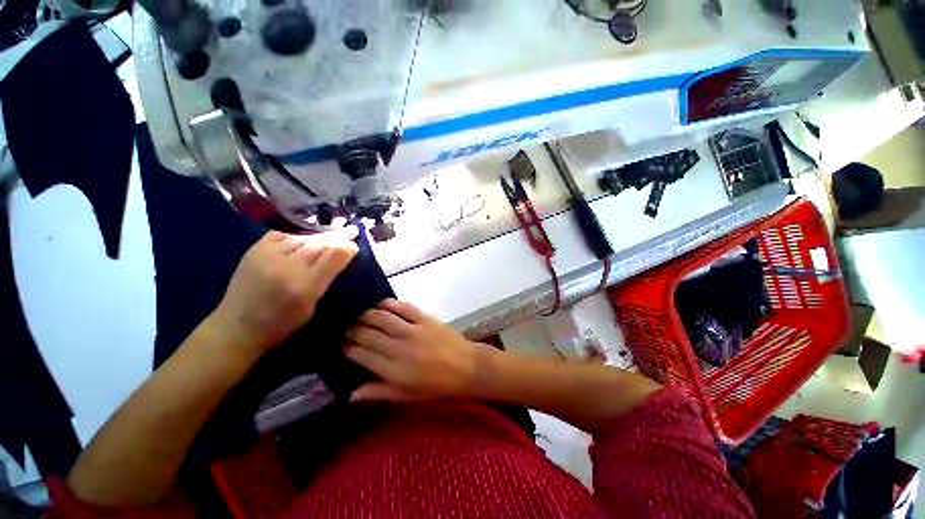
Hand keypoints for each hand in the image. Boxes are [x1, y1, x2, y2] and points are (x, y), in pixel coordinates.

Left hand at [209, 227, 358, 361]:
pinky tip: (304, 238)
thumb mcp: (312, 305)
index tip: (356, 243)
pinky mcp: (255, 250)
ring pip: (302, 238)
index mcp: (304, 286)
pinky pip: (282, 235)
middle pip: (319, 243)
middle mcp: (287, 266)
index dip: (346, 246)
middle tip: (351, 230)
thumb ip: (328, 277)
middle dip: (337, 236)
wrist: (237, 327)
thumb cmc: (281, 322)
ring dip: (319, 235)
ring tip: (332, 233)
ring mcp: (268, 255)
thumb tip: (344, 254)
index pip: (333, 256)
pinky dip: (297, 235)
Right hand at [344, 299, 493, 402]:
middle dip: (353, 330)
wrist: (466, 367)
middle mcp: (400, 348)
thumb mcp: (408, 395)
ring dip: (367, 315)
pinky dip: (390, 304)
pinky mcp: (425, 319)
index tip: (341, 343)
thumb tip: (351, 394)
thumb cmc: (437, 386)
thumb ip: (380, 392)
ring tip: (360, 315)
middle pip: (369, 335)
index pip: (363, 355)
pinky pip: (404, 307)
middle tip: (346, 327)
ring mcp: (414, 331)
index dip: (349, 348)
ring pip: (382, 318)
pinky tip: (382, 304)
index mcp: (395, 371)